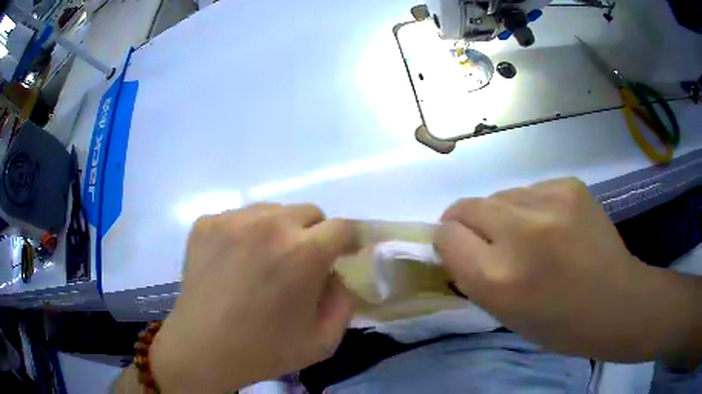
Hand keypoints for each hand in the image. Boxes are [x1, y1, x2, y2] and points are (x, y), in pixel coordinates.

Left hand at [150, 204, 359, 392]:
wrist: (202, 350)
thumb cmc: (264, 351)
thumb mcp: (324, 340)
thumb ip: (344, 302)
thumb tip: (335, 274)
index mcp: (303, 252)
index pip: (343, 227)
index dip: (350, 240)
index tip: (345, 252)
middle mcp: (269, 224)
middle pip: (308, 212)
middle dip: (314, 234)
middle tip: (300, 264)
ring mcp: (232, 219)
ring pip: (272, 211)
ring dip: (279, 231)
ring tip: (263, 262)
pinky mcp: (206, 223)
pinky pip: (239, 218)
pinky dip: (246, 234)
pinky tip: (234, 262)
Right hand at [434, 178, 701, 361]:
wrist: (616, 303)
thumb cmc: (559, 323)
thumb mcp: (504, 314)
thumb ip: (473, 274)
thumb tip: (456, 241)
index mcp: (498, 279)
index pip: (446, 235)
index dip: (448, 242)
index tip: (459, 250)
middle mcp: (520, 234)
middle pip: (466, 206)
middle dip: (467, 223)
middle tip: (490, 242)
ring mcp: (549, 203)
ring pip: (499, 195)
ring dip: (502, 215)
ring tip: (529, 237)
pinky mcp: (569, 185)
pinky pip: (530, 190)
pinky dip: (531, 207)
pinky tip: (553, 226)